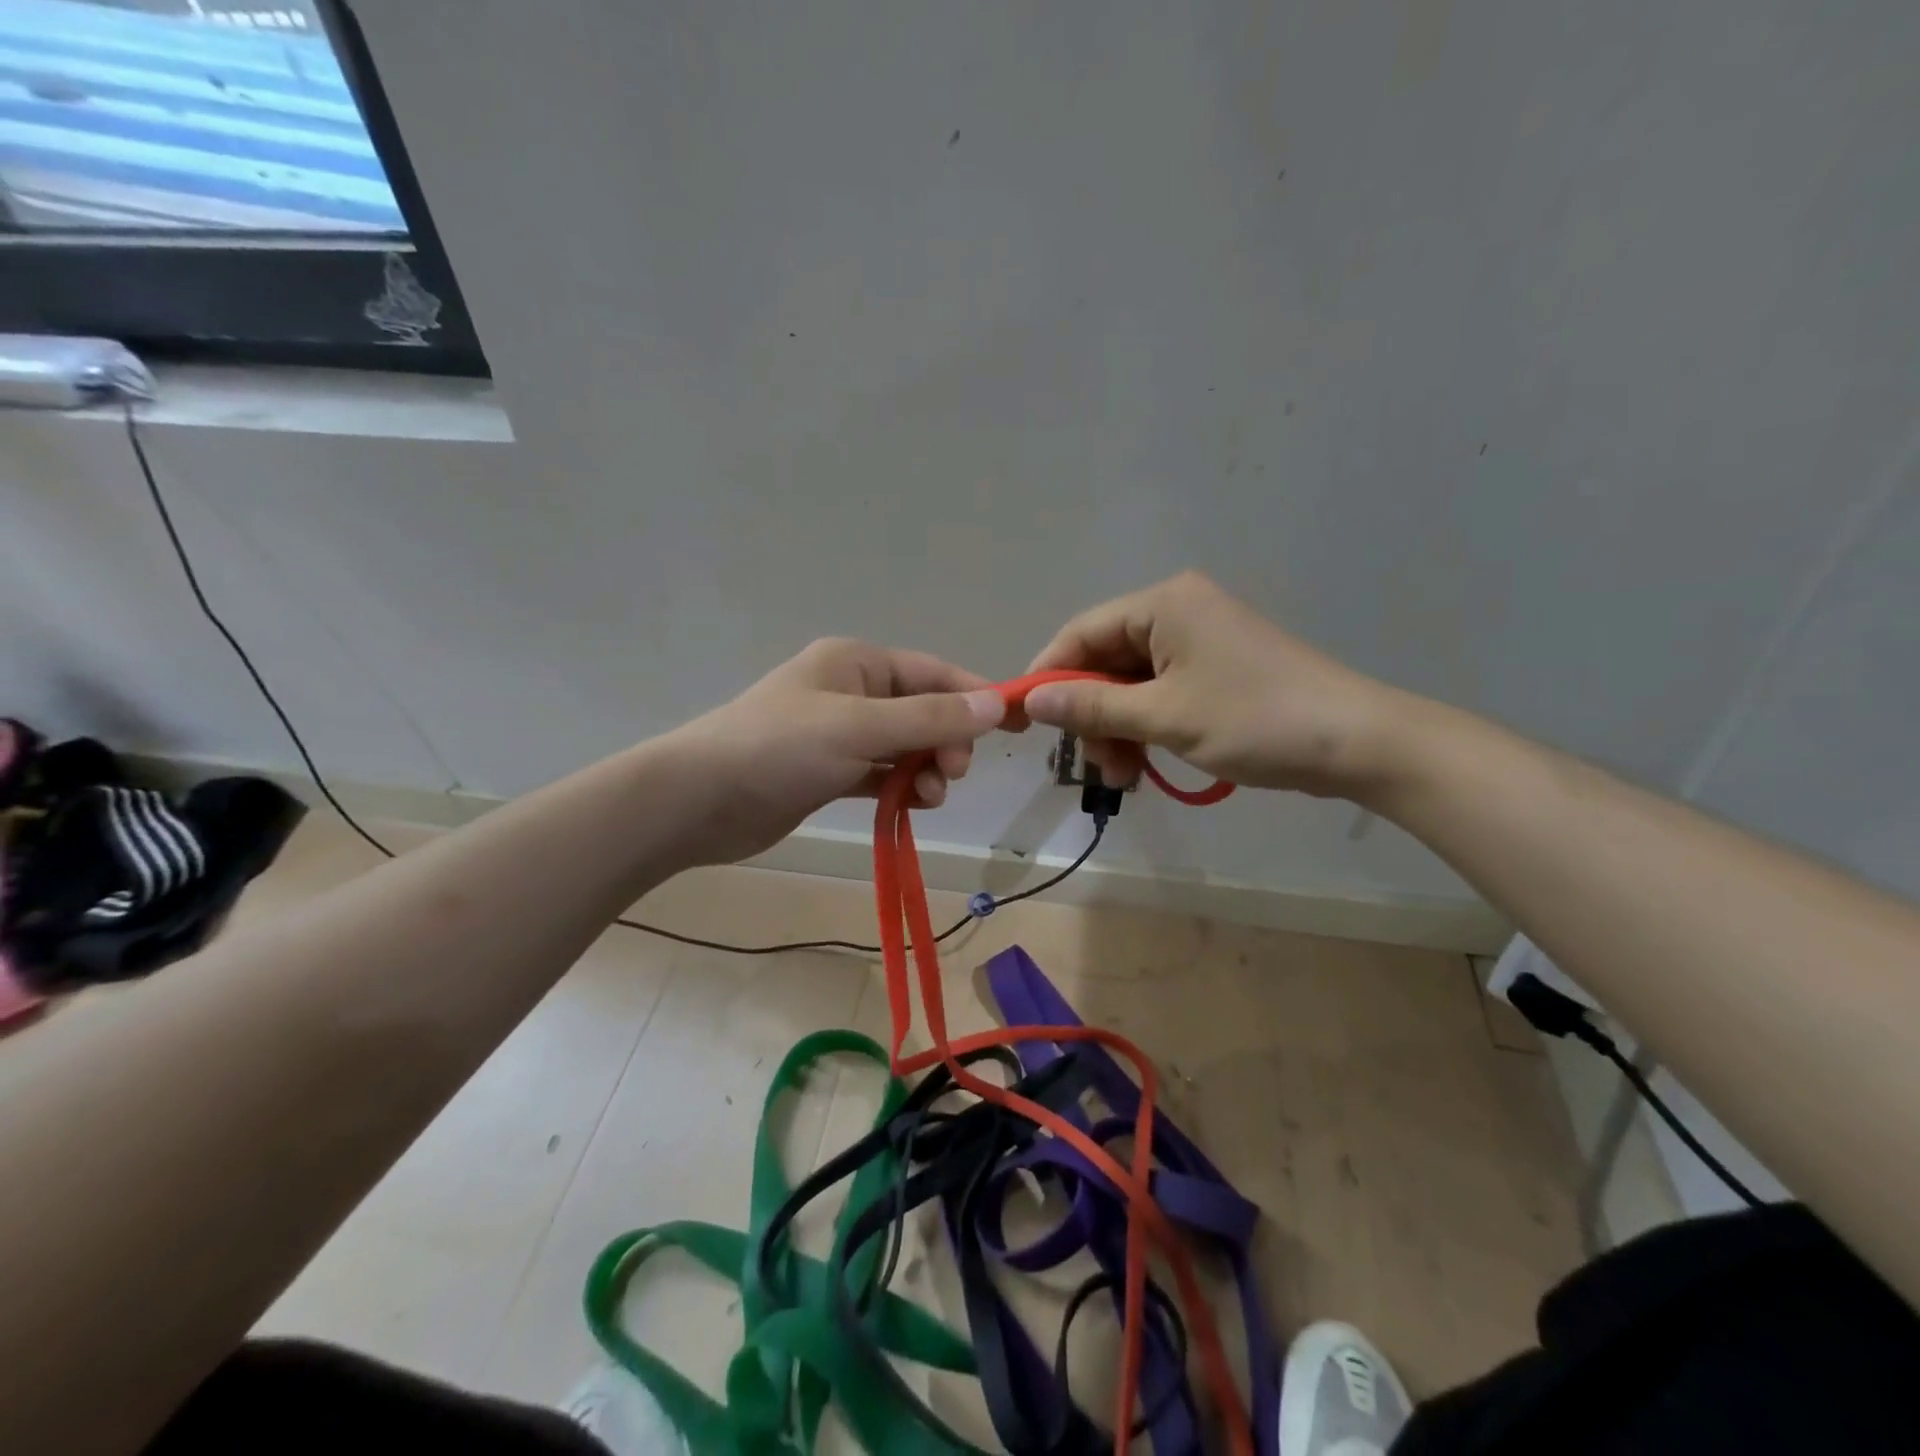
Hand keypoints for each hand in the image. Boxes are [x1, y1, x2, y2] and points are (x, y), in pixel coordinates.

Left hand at [664, 638, 1005, 864]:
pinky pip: (881, 774)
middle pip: (922, 711)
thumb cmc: (779, 748)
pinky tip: (909, 805)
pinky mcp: (828, 772)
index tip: (1015, 725)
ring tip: (926, 796)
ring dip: (924, 769)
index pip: (933, 673)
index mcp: (857, 663)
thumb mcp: (860, 727)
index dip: (975, 696)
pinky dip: (899, 787)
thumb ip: (929, 718)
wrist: (697, 801)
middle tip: (949, 773)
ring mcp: (838, 733)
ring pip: (904, 746)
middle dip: (945, 741)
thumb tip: (996, 704)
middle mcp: (851, 691)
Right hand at [1023, 572, 1408, 797]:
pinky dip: (1146, 727)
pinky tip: (1145, 764)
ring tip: (1125, 776)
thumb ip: (1091, 706)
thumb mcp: (1163, 716)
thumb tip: (1032, 700)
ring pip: (1130, 684)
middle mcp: (1178, 612)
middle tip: (1096, 763)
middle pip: (1105, 661)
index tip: (1025, 720)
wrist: (1357, 742)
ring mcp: (1199, 641)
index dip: (1048, 675)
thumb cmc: (1255, 719)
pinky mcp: (1216, 669)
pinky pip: (1160, 694)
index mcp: (1163, 604)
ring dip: (1118, 729)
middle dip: (1092, 714)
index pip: (1081, 633)